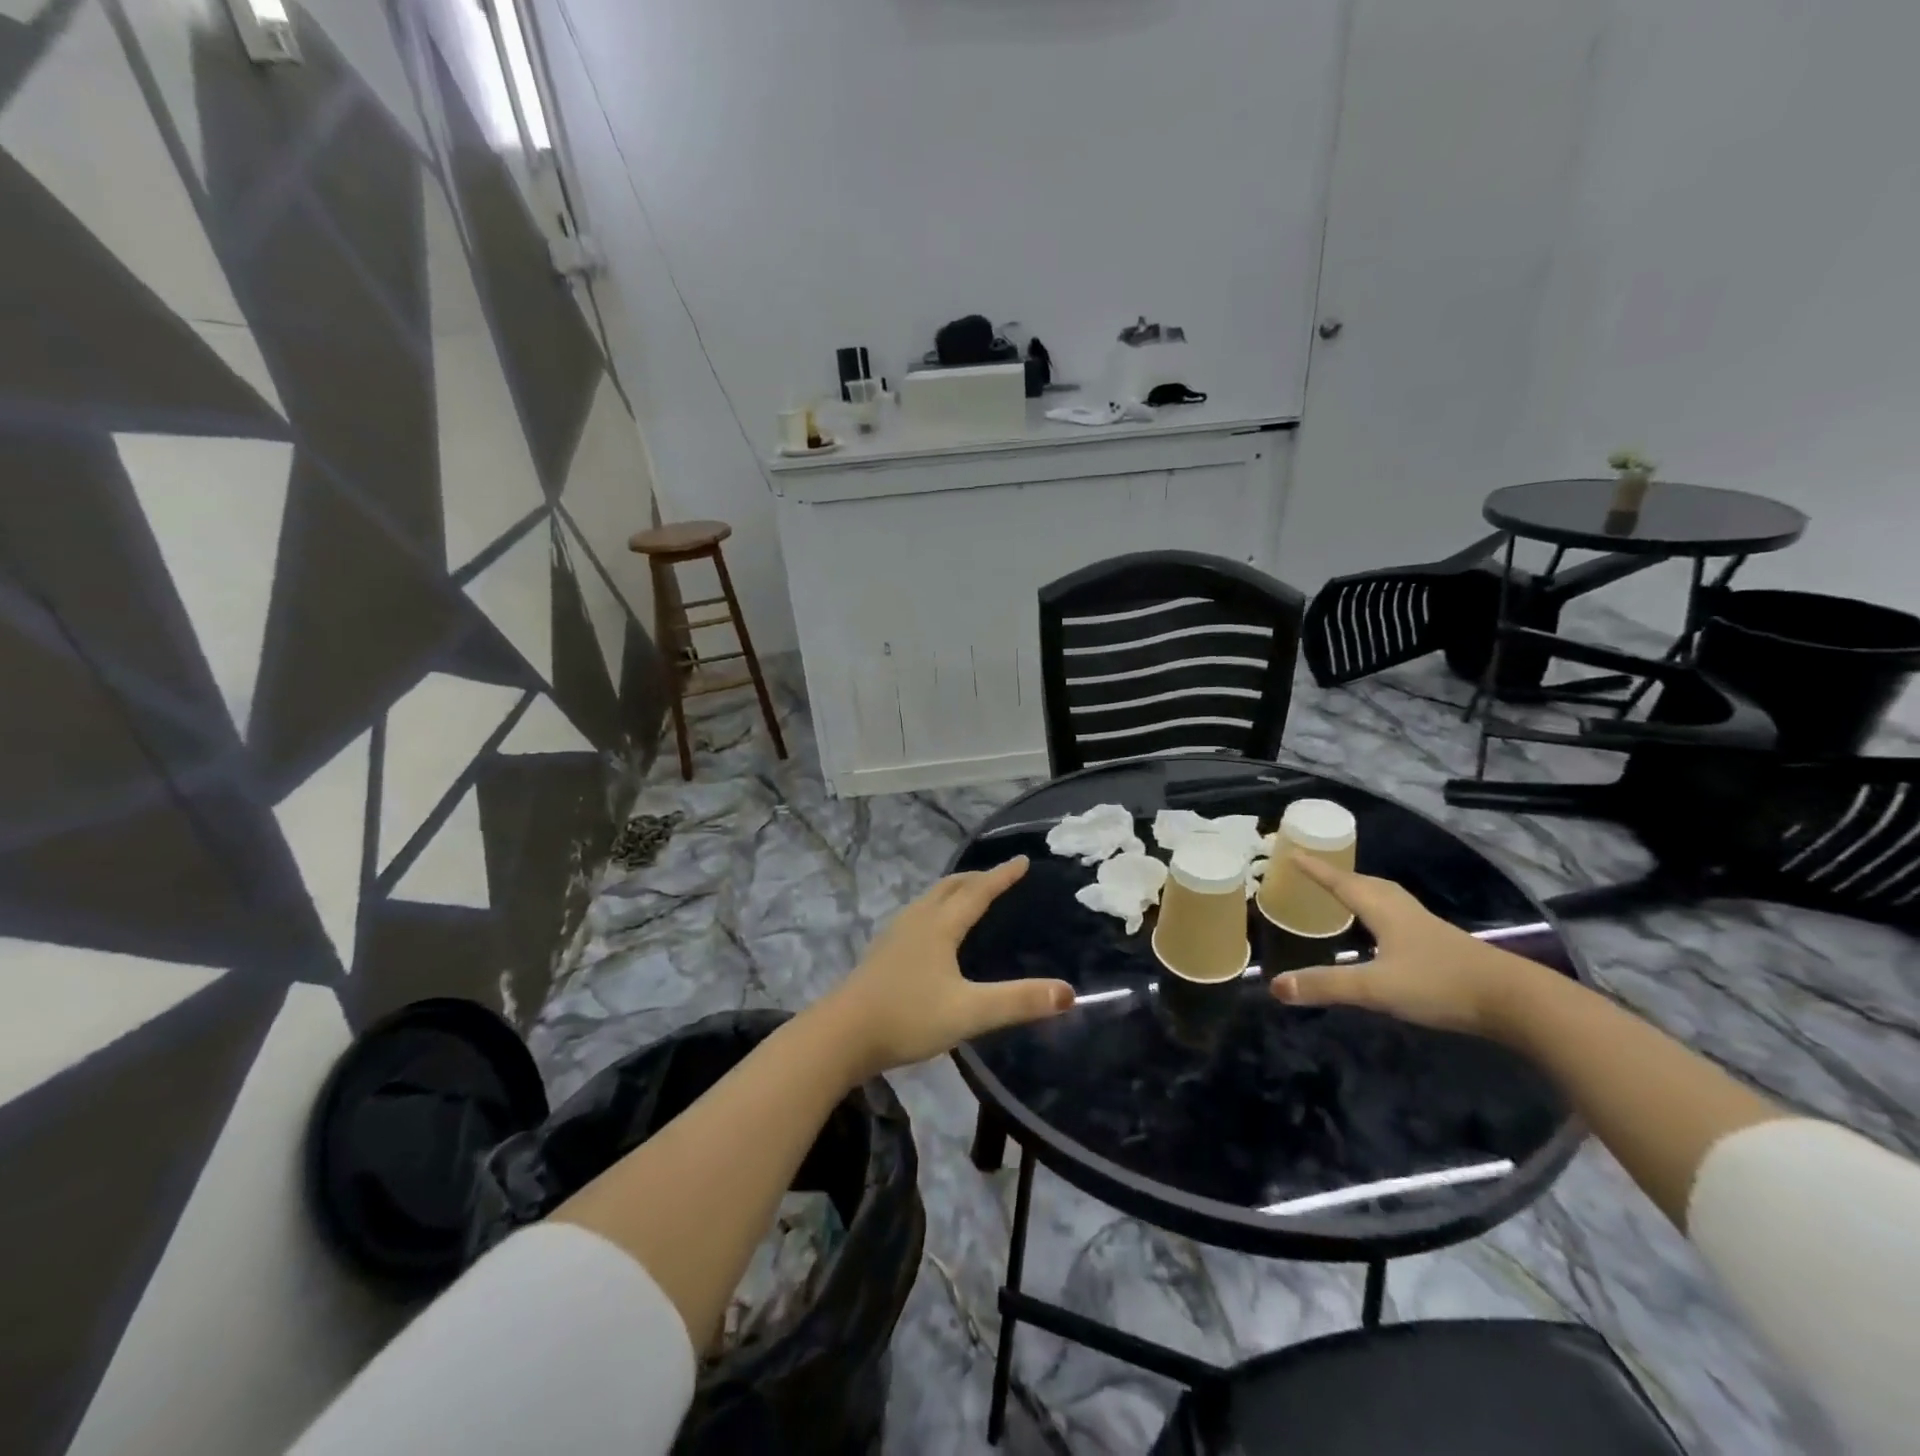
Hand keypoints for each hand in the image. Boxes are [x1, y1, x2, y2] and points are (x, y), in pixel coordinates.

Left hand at [819, 857, 1072, 1077]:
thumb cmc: (908, 1017)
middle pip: (950, 887)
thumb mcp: (969, 1012)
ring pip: (930, 899)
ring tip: (969, 895)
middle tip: (998, 876)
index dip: (1002, 876)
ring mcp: (895, 934)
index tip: (1022, 860)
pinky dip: (936, 908)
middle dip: (977, 878)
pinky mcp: (882, 952)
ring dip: (954, 890)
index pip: (978, 892)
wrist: (842, 1034)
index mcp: (940, 926)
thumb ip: (1018, 1001)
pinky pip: (918, 915)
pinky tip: (933, 931)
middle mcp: (917, 920)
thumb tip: (1068, 992)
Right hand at [1268, 856, 1538, 1037]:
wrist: (1517, 1002)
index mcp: (1384, 912)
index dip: (1316, 870)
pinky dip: (1383, 914)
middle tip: (1318, 872)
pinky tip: (1386, 934)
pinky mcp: (1445, 947)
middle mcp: (1404, 912)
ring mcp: (1428, 929)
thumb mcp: (1376, 988)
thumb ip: (1326, 985)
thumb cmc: (1440, 985)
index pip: (1342, 883)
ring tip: (1348, 895)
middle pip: (1368, 884)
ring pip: (1389, 899)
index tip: (1294, 853)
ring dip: (1364, 892)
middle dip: (1341, 876)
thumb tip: (1275, 986)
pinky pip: (1402, 917)